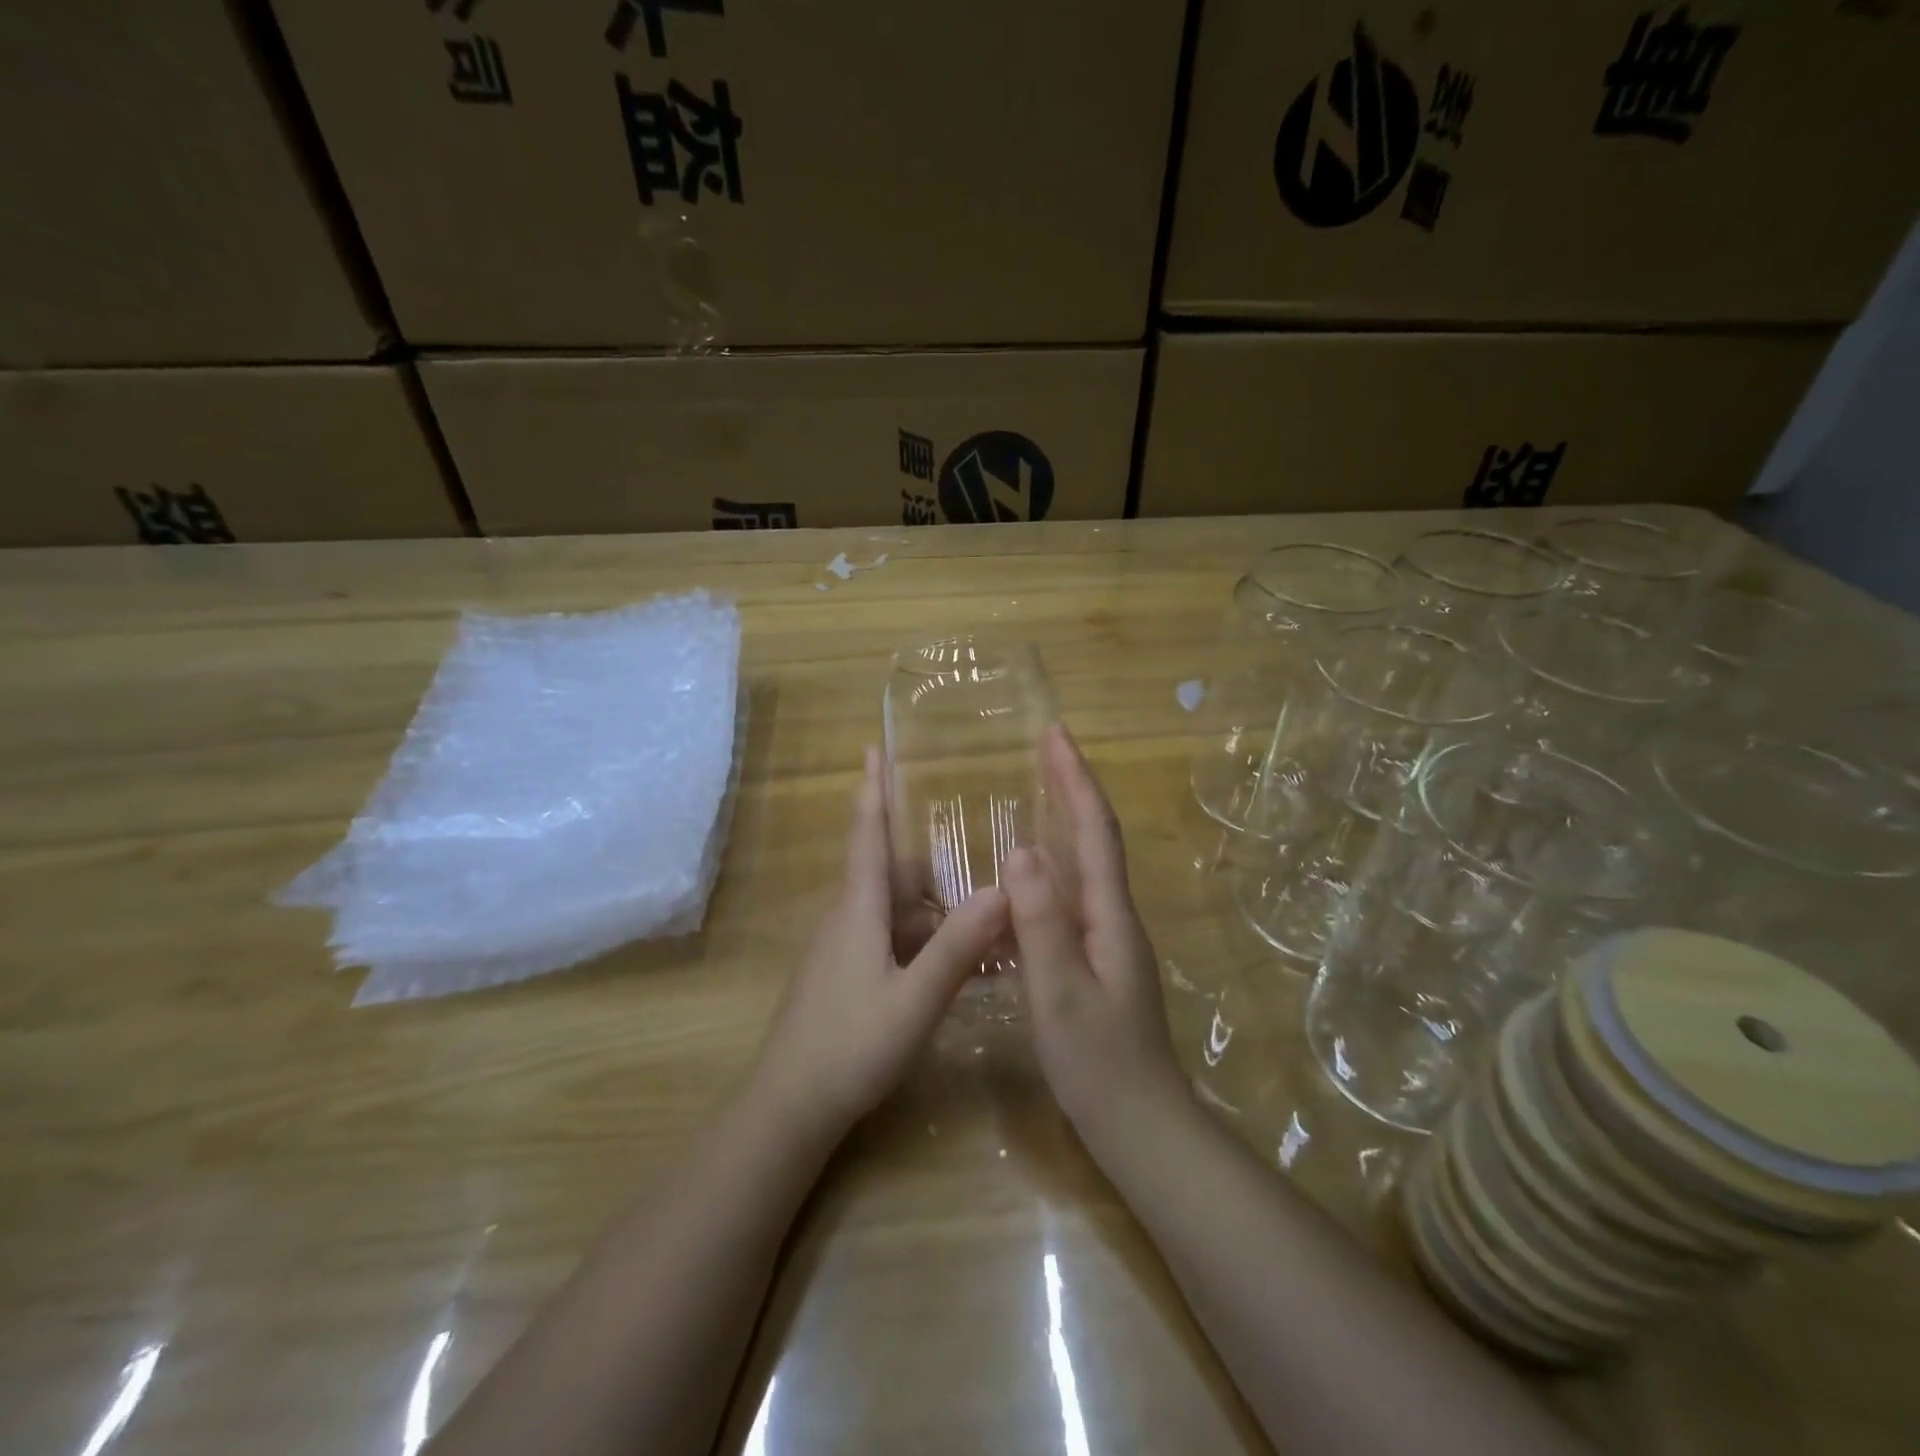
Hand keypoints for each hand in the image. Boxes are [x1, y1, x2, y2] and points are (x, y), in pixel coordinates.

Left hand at [752, 747, 1009, 1139]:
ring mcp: (842, 948)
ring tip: (982, 916)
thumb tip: (1002, 889)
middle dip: (933, 865)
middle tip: (981, 859)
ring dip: (933, 909)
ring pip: (894, 909)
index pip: (866, 833)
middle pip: (892, 872)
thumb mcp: (915, 999)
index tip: (873, 745)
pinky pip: (889, 938)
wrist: (789, 1107)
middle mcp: (847, 918)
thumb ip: (958, 947)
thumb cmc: (850, 1046)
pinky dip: (922, 939)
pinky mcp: (844, 974)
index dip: (872, 788)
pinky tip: (954, 962)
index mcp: (858, 909)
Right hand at [1003, 725, 1187, 1152]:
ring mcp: (1109, 938)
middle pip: (1096, 836)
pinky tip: (1033, 869)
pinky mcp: (1098, 958)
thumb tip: (1020, 849)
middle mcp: (1114, 915)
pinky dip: (1057, 860)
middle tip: (1045, 746)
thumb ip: (1041, 923)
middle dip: (1073, 786)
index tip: (1055, 734)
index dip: (1075, 780)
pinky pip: (1074, 892)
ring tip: (1038, 788)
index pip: (1094, 831)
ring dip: (1067, 817)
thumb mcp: (1060, 992)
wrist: (1141, 1125)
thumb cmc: (1099, 1063)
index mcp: (1109, 915)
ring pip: (1087, 862)